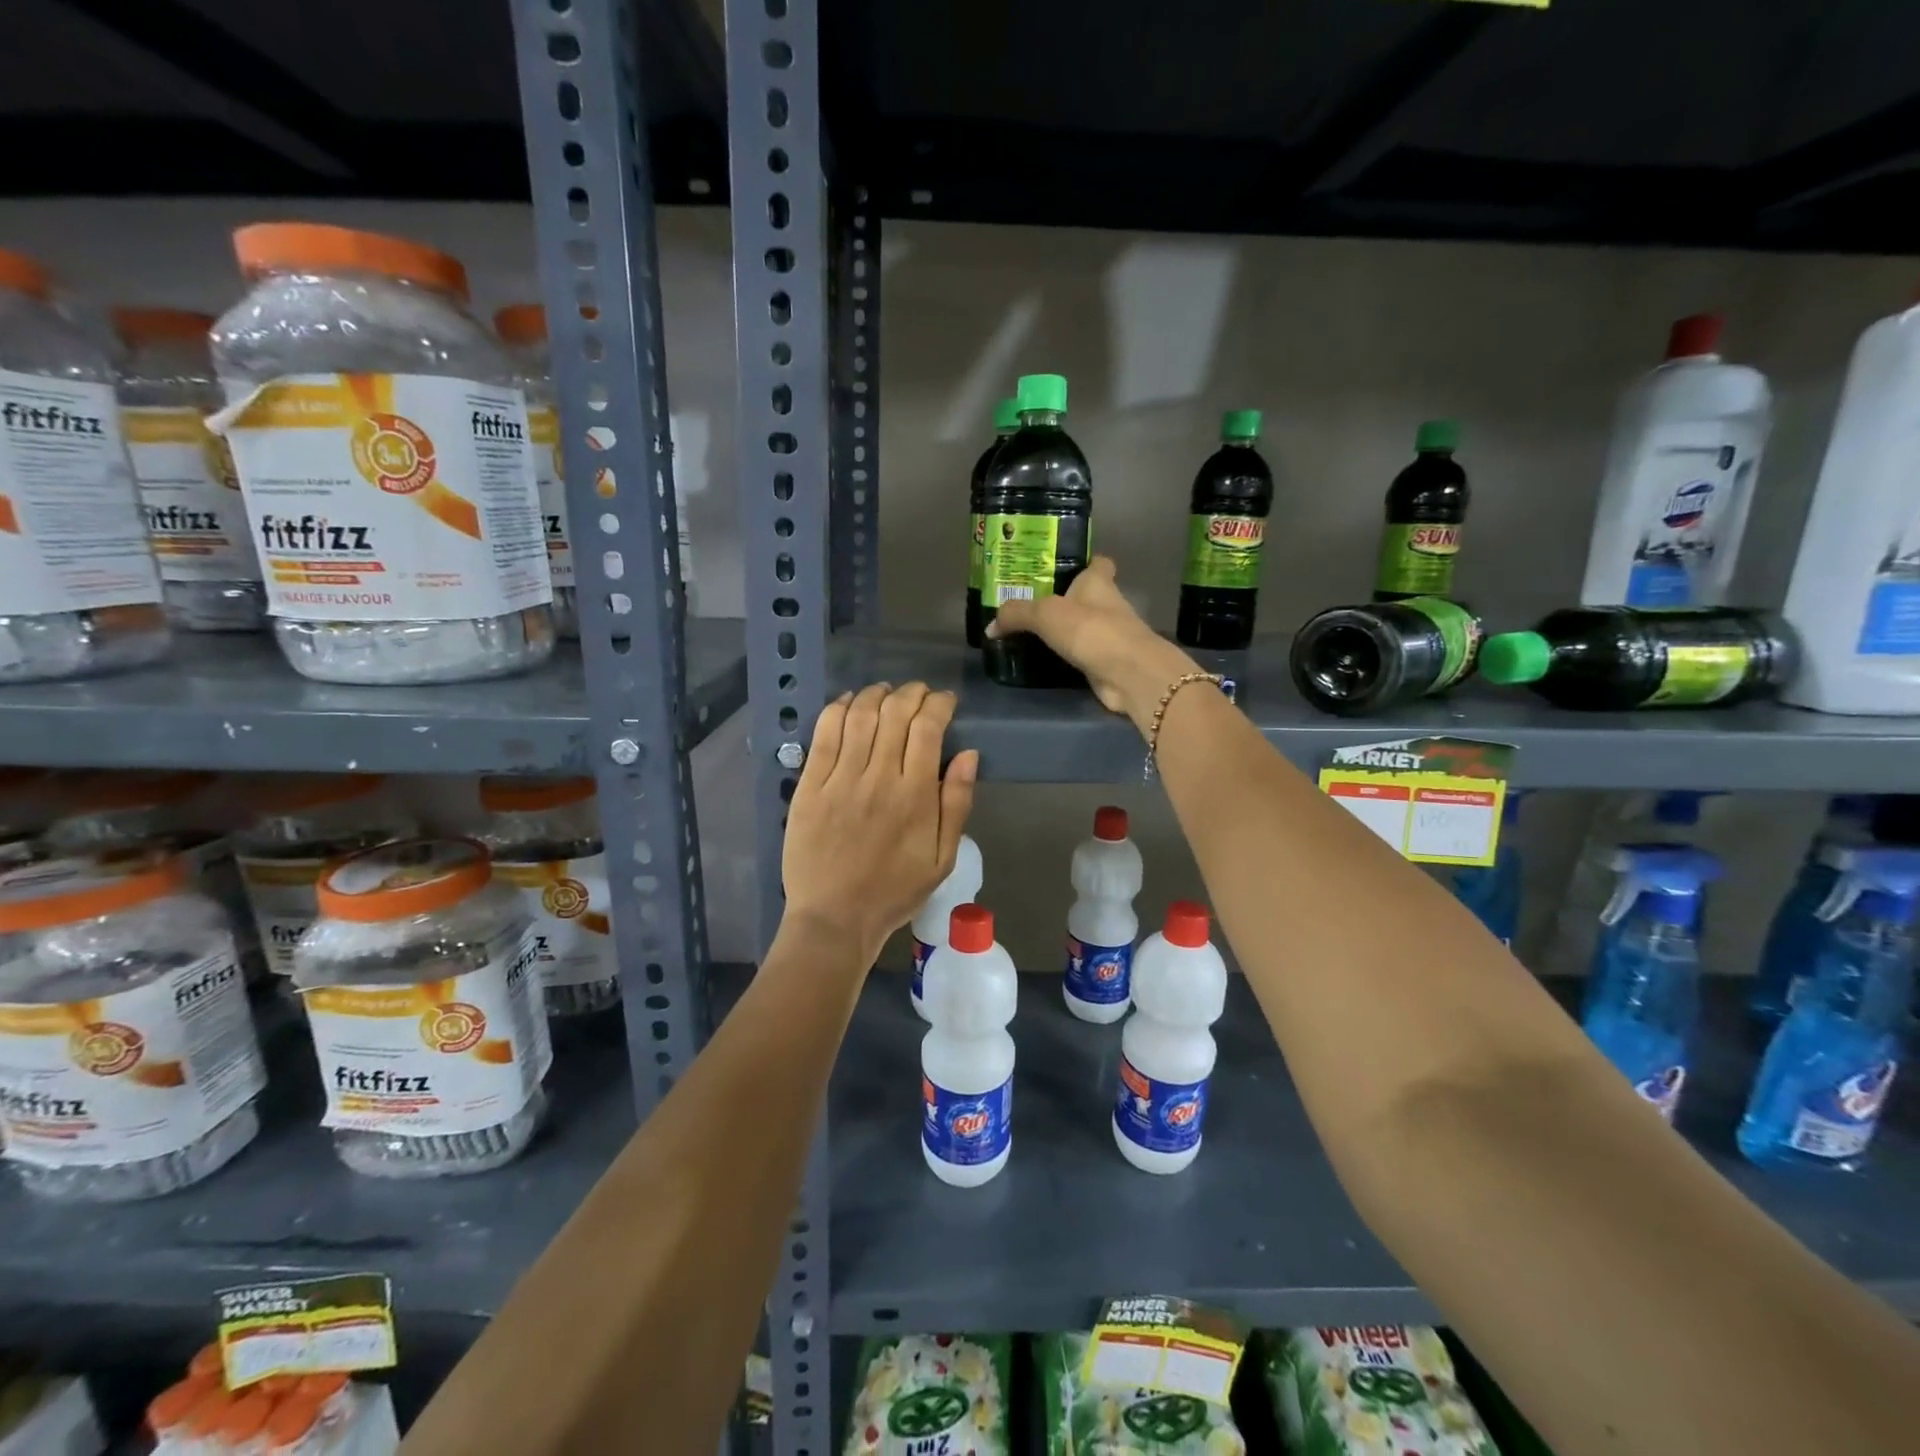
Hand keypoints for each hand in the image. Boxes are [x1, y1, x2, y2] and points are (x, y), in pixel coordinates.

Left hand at [782, 682, 978, 964]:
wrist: (835, 918)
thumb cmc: (894, 891)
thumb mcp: (942, 858)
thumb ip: (957, 804)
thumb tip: (969, 754)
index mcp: (915, 796)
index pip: (928, 729)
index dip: (939, 704)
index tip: (945, 701)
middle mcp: (878, 779)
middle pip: (895, 714)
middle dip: (911, 694)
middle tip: (918, 694)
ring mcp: (840, 780)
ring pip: (859, 716)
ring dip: (876, 694)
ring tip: (886, 692)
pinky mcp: (809, 786)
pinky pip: (823, 735)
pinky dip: (837, 709)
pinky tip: (848, 703)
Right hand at [987, 556, 1197, 731]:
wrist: (1129, 674)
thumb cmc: (1092, 630)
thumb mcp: (1045, 614)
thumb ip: (1016, 615)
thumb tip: (990, 626)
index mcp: (1098, 582)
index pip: (1097, 562)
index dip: (1084, 560)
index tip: (1061, 566)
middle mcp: (1107, 604)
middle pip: (1086, 595)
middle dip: (1062, 598)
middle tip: (1028, 602)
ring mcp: (1109, 635)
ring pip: (1082, 626)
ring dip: (1063, 629)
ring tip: (1028, 631)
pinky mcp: (1105, 661)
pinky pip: (1080, 653)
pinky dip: (1065, 655)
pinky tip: (1042, 659)